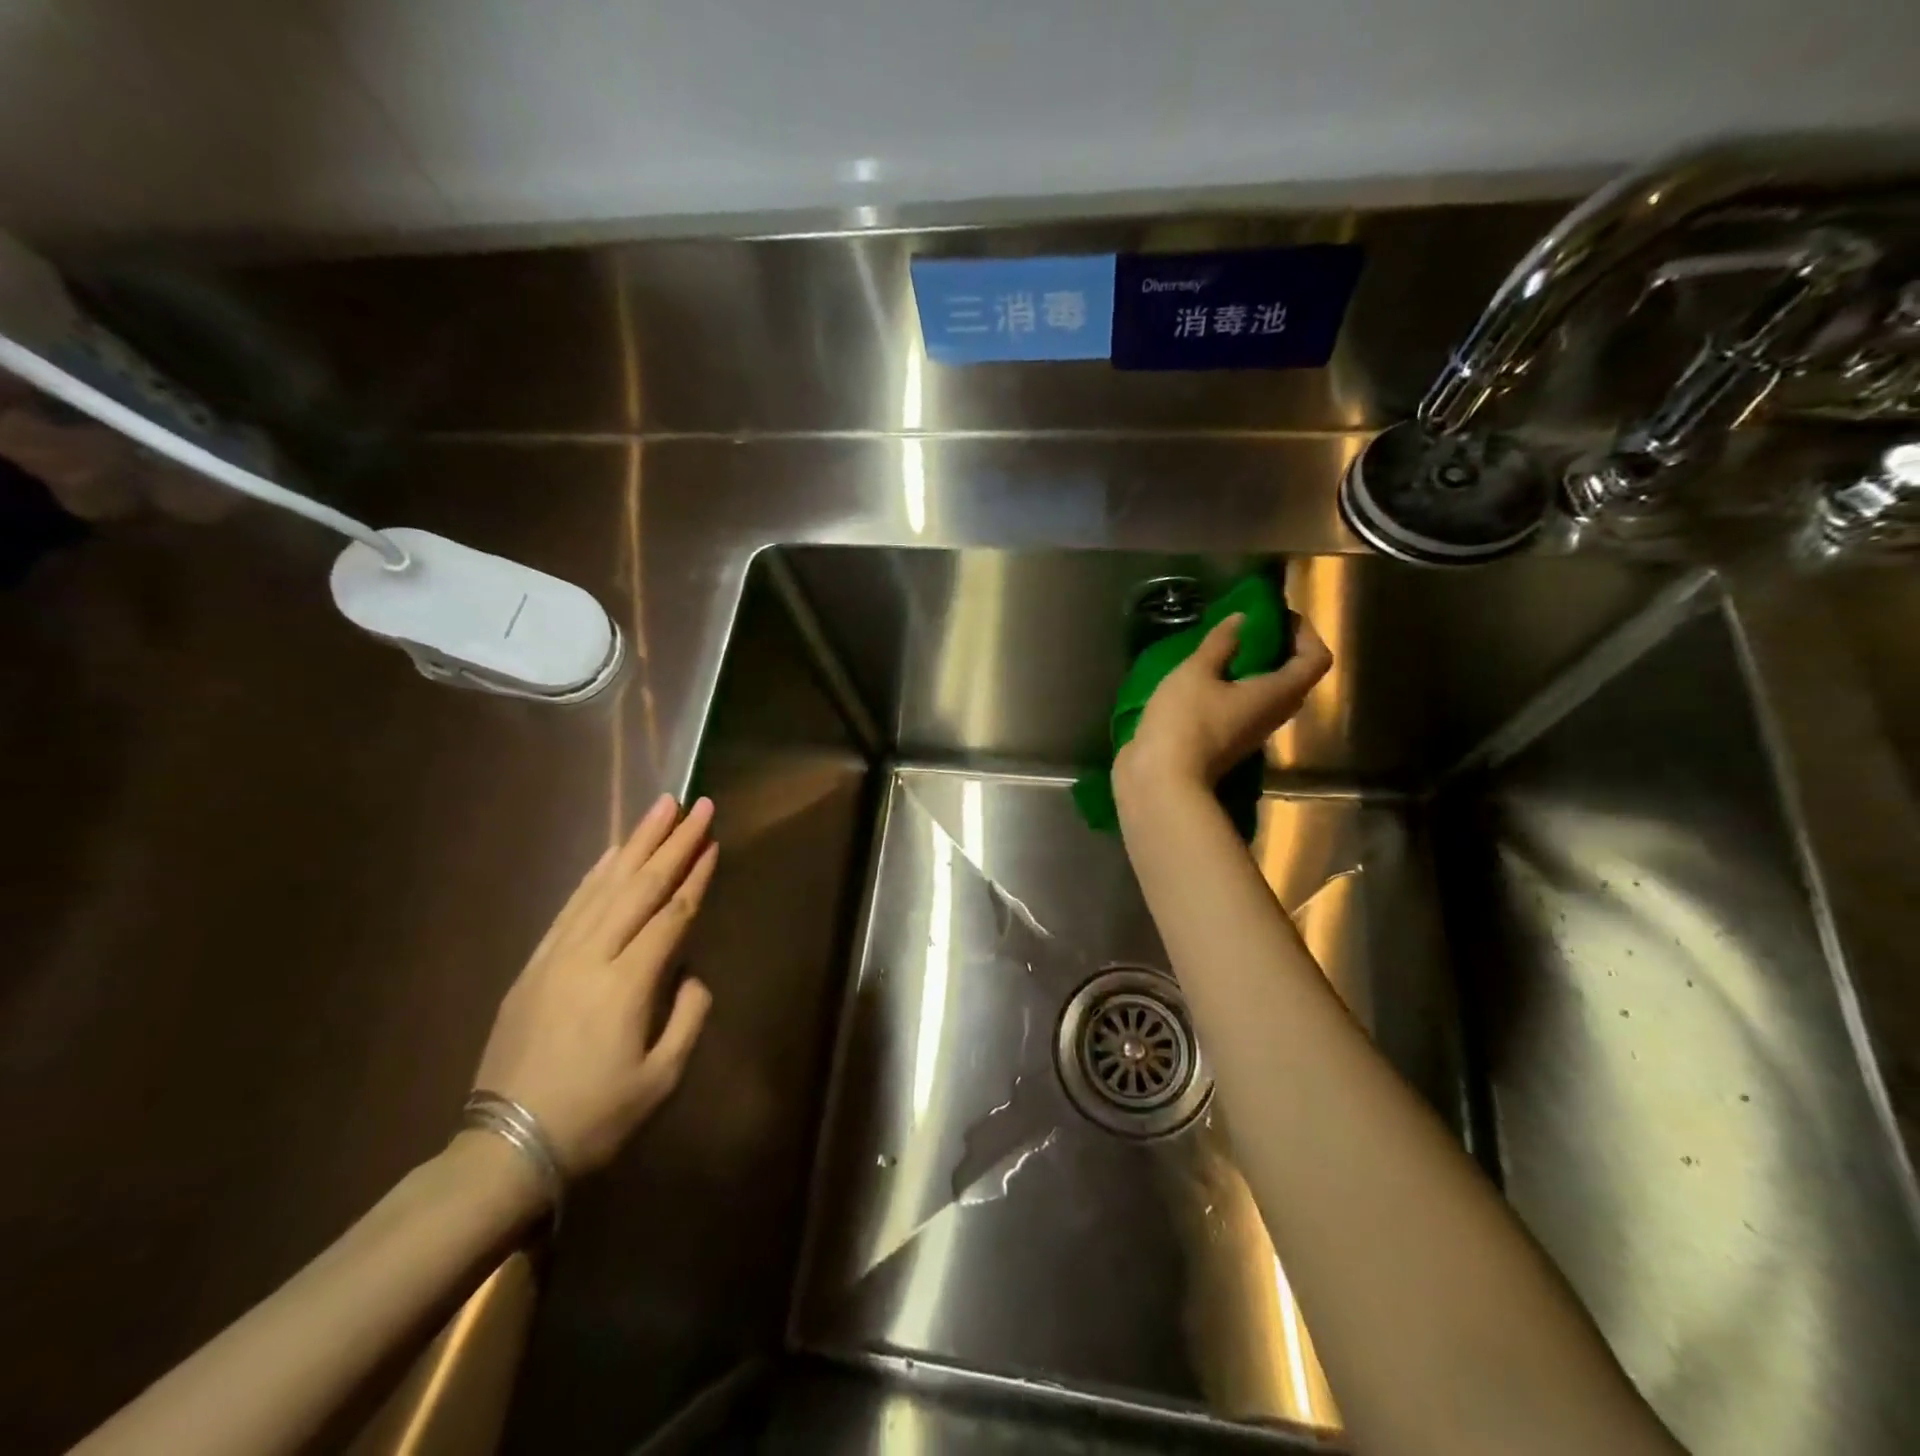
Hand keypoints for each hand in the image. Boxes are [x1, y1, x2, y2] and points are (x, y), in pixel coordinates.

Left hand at [472, 795, 716, 1175]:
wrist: (503, 1150)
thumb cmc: (595, 1119)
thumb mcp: (661, 1080)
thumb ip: (689, 1017)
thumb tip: (691, 973)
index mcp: (627, 986)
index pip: (672, 916)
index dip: (695, 877)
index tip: (713, 841)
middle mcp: (591, 958)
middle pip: (639, 888)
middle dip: (672, 843)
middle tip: (696, 804)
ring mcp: (556, 958)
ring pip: (603, 887)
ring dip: (635, 845)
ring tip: (659, 810)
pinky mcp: (533, 967)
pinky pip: (570, 908)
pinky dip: (594, 875)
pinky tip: (610, 854)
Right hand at [1115, 612, 1332, 796]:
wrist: (1160, 780)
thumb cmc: (1184, 721)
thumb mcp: (1196, 673)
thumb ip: (1220, 644)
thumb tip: (1241, 620)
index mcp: (1276, 693)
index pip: (1315, 659)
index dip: (1306, 633)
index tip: (1278, 616)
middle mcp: (1272, 714)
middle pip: (1296, 678)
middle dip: (1281, 648)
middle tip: (1252, 629)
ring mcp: (1250, 732)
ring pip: (1269, 695)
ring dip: (1256, 670)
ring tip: (1226, 650)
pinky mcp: (1228, 743)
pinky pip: (1245, 708)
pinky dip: (1235, 688)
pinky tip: (1205, 678)